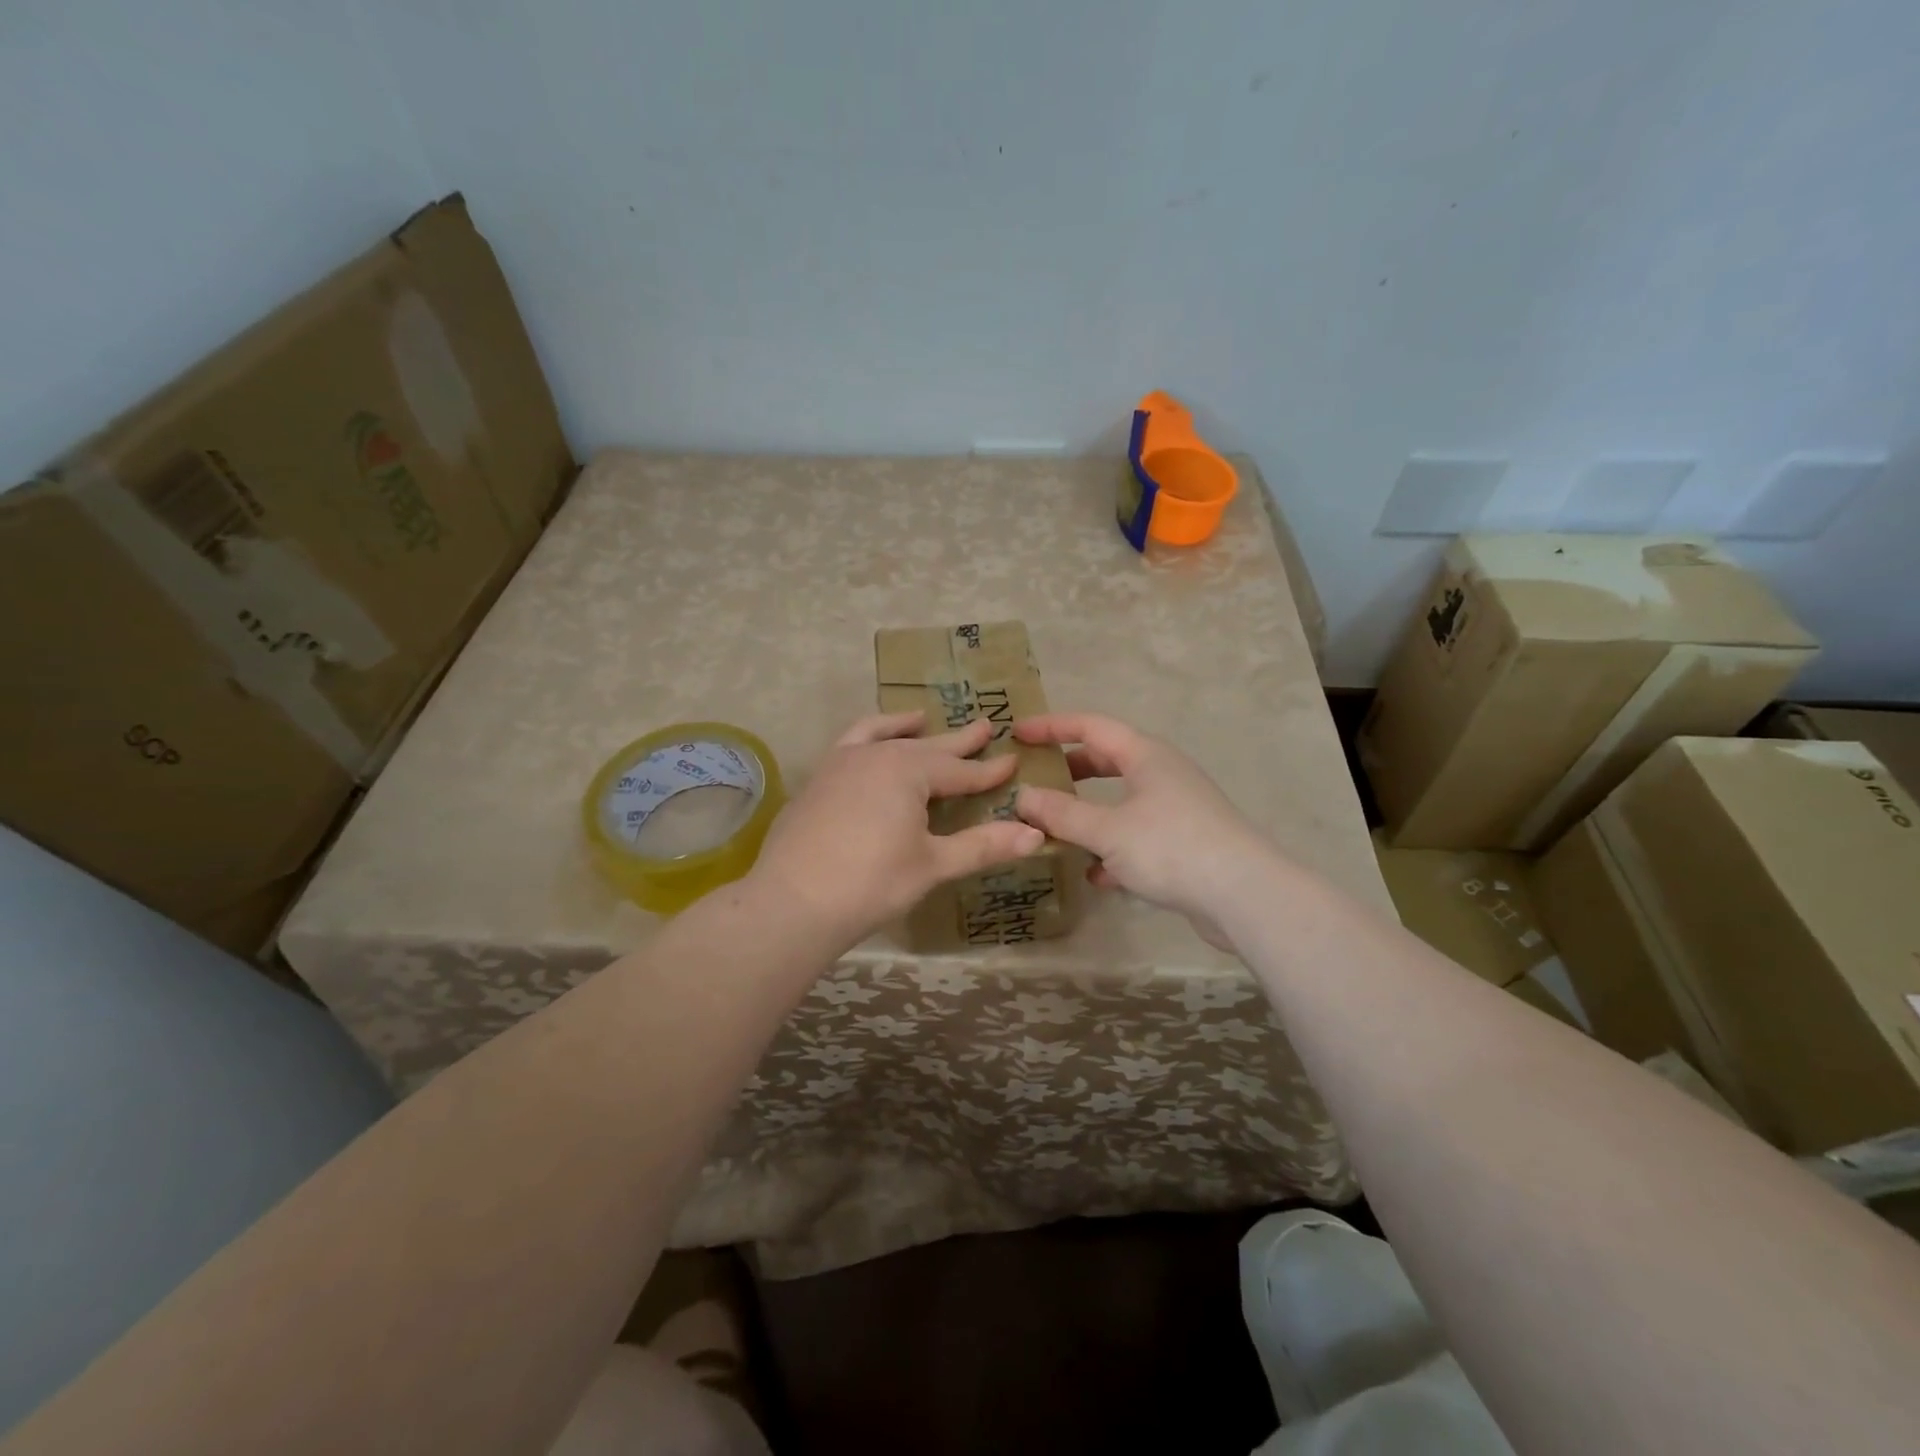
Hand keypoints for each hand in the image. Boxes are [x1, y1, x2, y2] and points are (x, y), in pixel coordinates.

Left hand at [750, 711, 1043, 947]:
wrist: (792, 902)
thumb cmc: (871, 884)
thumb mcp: (933, 865)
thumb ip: (983, 846)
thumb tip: (1036, 835)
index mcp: (908, 770)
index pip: (961, 770)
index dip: (989, 771)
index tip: (1014, 762)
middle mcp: (875, 755)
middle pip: (926, 746)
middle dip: (958, 741)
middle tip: (985, 726)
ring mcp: (841, 763)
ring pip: (883, 736)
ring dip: (907, 728)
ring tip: (921, 719)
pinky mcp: (818, 779)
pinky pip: (850, 743)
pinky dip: (868, 736)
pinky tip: (871, 746)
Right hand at [1012, 712, 1271, 944]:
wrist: (1245, 895)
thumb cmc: (1172, 847)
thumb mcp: (1108, 830)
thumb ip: (1062, 814)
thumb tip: (1023, 797)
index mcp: (1145, 755)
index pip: (1090, 726)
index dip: (1052, 726)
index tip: (1017, 733)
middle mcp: (1162, 773)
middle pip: (1107, 759)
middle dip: (1070, 769)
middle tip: (1036, 778)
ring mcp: (1176, 808)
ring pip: (1121, 800)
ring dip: (1089, 812)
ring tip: (1056, 828)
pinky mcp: (1185, 842)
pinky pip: (1137, 834)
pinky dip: (1113, 847)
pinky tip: (1096, 875)